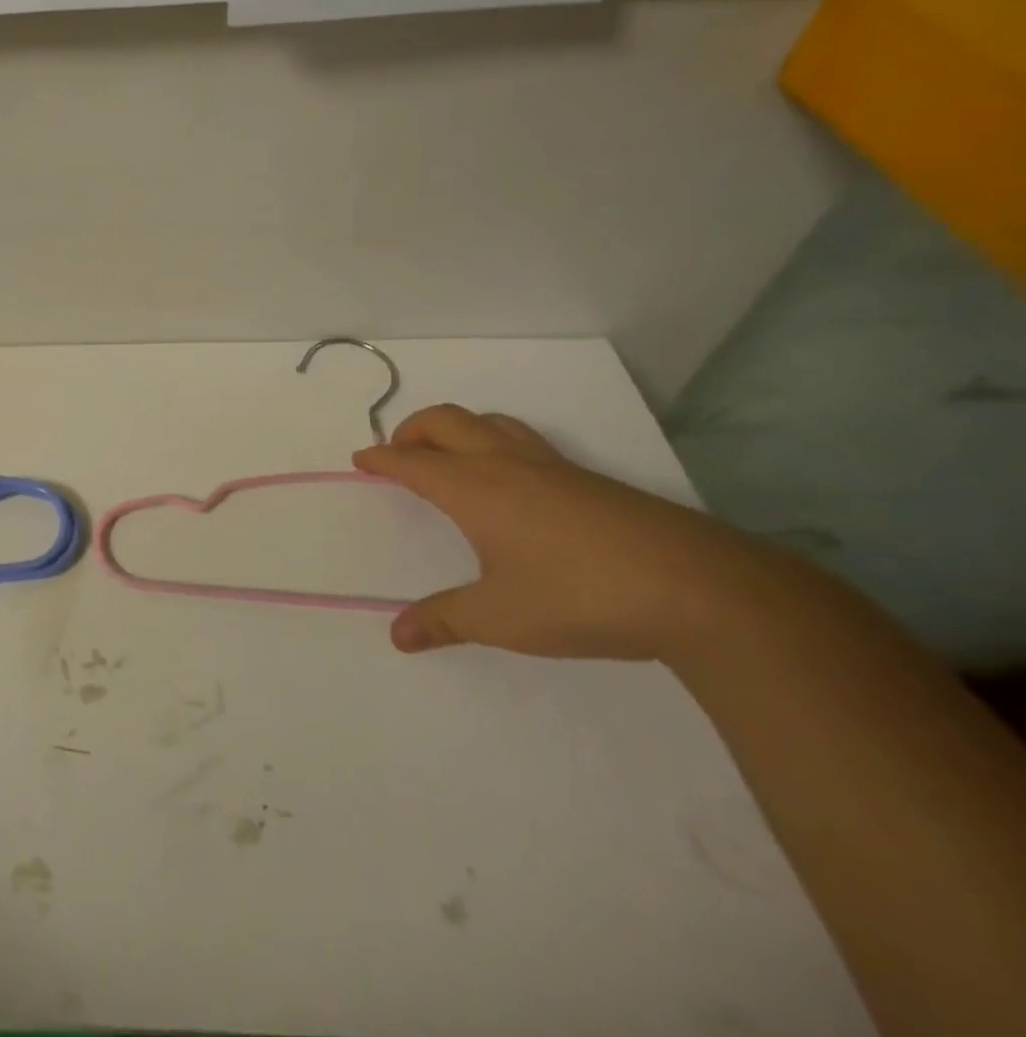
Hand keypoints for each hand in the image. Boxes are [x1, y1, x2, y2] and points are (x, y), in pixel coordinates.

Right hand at [353, 405, 770, 661]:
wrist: (698, 588)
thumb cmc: (579, 597)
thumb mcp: (500, 617)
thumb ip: (445, 621)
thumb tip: (398, 636)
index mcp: (473, 488)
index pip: (411, 461)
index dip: (380, 458)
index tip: (360, 459)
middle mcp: (505, 464)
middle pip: (445, 421)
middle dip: (412, 430)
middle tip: (398, 453)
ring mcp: (551, 466)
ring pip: (489, 422)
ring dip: (456, 429)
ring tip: (449, 456)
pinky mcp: (589, 479)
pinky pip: (524, 440)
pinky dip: (496, 442)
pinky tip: (513, 483)